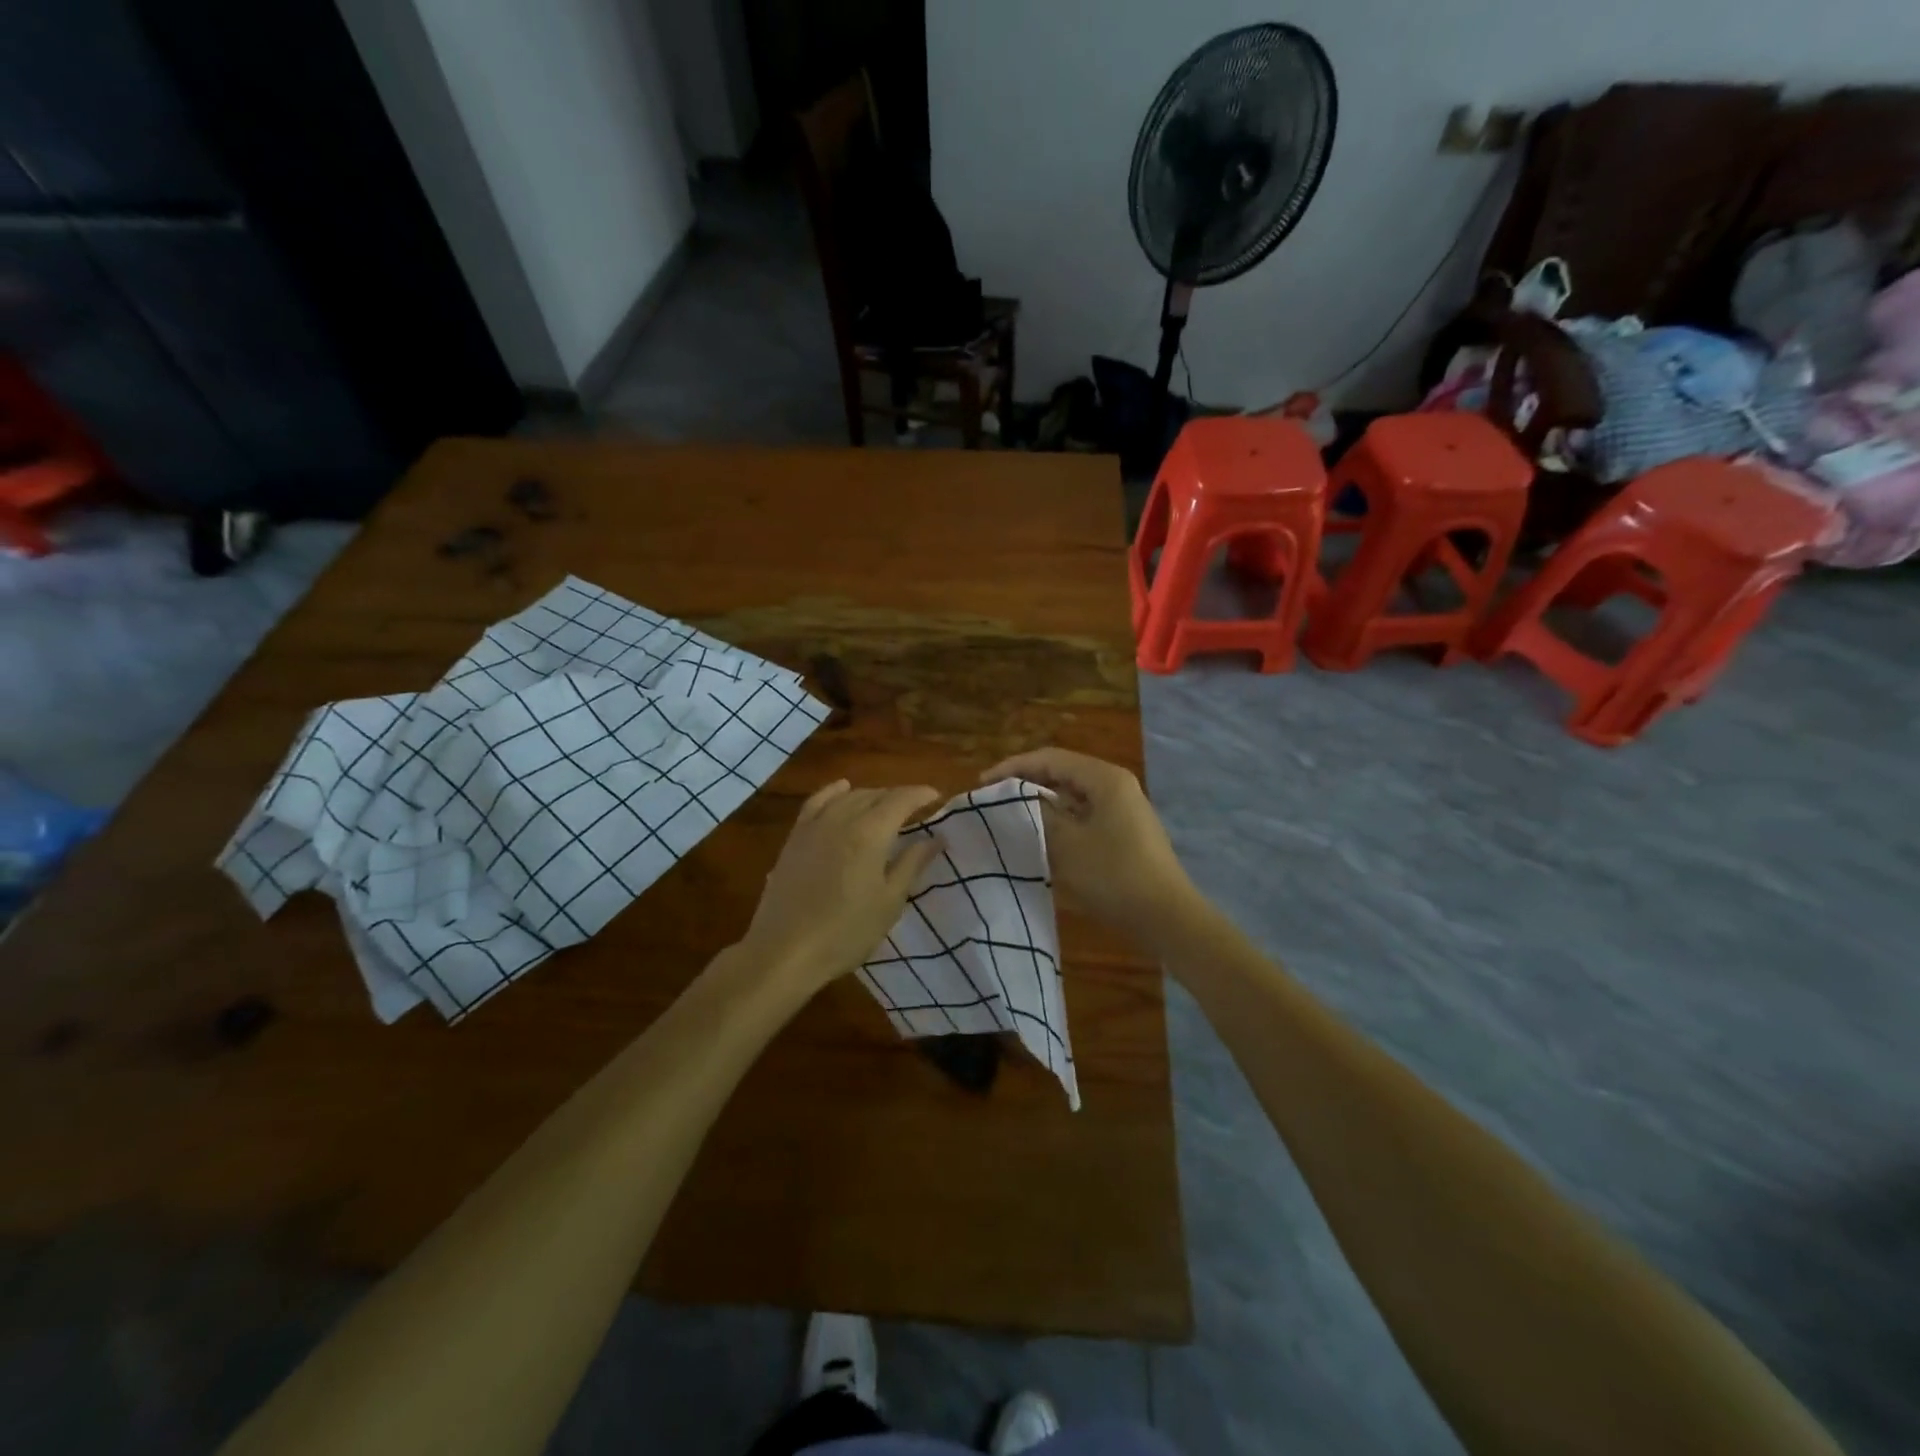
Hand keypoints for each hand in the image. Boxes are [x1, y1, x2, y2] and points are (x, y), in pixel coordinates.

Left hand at [736, 780, 945, 993]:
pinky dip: (834, 792)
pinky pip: (817, 802)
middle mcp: (842, 818)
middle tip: (917, 809)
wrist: (784, 951)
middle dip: (899, 797)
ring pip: (848, 797)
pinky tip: (842, 789)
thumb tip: (937, 837)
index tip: (937, 797)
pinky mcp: (795, 837)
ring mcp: (815, 826)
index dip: (921, 794)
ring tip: (886, 806)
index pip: (901, 799)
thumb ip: (913, 863)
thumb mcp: (889, 901)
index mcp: (871, 833)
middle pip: (875, 795)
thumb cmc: (846, 932)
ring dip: (871, 796)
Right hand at [980, 748, 1198, 947]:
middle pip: (1063, 774)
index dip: (1014, 767)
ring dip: (1043, 804)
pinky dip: (1061, 822)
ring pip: (1073, 797)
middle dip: (1027, 784)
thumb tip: (1017, 800)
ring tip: (1011, 817)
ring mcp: (1124, 810)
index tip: (982, 784)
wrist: (1166, 917)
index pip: (1051, 759)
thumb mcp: (1067, 844)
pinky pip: (1084, 817)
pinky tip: (1041, 838)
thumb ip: (1039, 815)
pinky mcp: (1125, 834)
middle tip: (993, 799)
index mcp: (1105, 779)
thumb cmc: (1114, 875)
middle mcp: (1116, 786)